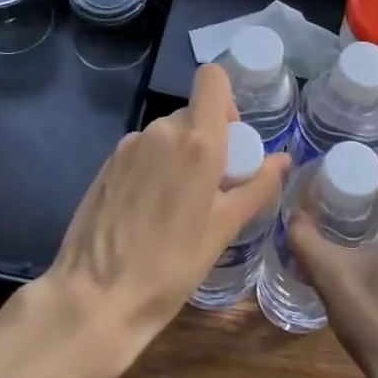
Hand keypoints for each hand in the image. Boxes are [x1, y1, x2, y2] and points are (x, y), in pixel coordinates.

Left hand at [33, 63, 287, 377]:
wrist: (94, 298)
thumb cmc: (172, 265)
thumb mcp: (225, 228)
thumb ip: (258, 186)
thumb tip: (283, 159)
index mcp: (196, 140)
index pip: (212, 79)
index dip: (226, 100)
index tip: (231, 139)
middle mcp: (161, 131)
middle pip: (192, 113)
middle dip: (207, 140)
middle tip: (211, 187)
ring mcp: (129, 145)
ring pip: (166, 134)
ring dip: (179, 156)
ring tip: (177, 205)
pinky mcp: (106, 164)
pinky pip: (142, 152)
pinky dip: (154, 168)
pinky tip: (148, 211)